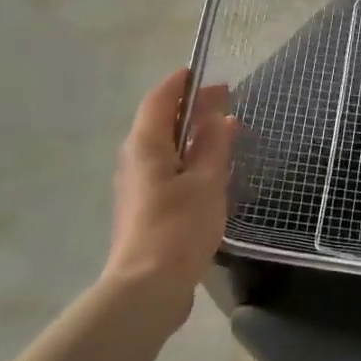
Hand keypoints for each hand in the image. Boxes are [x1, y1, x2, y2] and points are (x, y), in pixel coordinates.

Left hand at [102, 69, 235, 332]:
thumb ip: (213, 146)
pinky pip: (167, 169)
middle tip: (226, 101)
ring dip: (192, 135)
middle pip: (161, 121)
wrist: (147, 287)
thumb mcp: (206, 182)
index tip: (206, 74)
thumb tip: (220, 116)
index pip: (160, 98)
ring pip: (164, 147)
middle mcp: (135, 159)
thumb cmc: (178, 228)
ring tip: (224, 132)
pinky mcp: (145, 208)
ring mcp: (137, 185)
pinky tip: (210, 170)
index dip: (182, 83)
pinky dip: (188, 159)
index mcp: (146, 145)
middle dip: (192, 107)